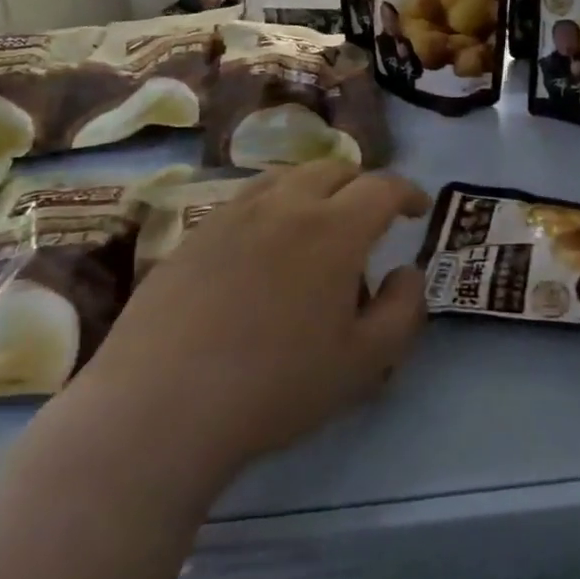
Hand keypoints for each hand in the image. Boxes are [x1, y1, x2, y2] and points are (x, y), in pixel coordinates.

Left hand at [83, 161, 431, 476]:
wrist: (160, 408)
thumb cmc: (276, 386)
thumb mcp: (365, 362)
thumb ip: (404, 310)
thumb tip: (407, 272)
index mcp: (334, 230)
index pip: (382, 188)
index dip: (408, 192)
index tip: (418, 209)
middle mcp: (283, 207)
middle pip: (332, 170)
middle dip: (361, 184)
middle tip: (371, 215)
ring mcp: (231, 217)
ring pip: (284, 178)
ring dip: (314, 188)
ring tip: (318, 221)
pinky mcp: (192, 237)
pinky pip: (243, 201)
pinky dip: (271, 207)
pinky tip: (263, 246)